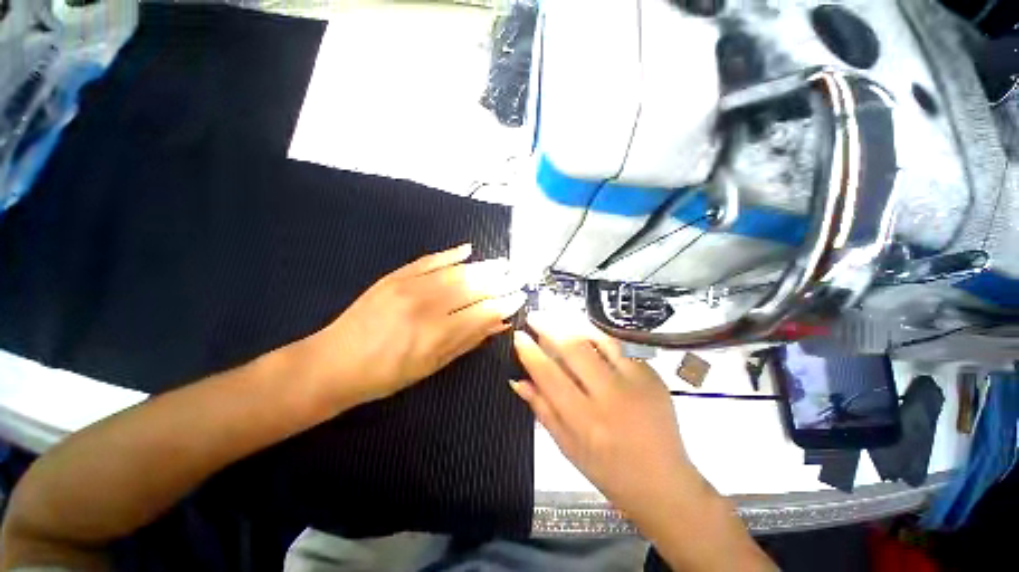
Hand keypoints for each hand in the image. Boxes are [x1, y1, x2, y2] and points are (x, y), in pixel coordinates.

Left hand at [301, 243, 524, 405]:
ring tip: (502, 263)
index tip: (520, 297)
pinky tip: (468, 249)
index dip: (505, 303)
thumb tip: (499, 324)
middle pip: (473, 287)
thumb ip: (468, 341)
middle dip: (500, 281)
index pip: (483, 311)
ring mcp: (409, 286)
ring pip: (456, 271)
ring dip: (483, 266)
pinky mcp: (395, 276)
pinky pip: (429, 260)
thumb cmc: (387, 374)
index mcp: (437, 334)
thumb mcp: (433, 366)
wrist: (334, 362)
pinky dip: (450, 254)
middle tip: (518, 275)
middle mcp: (427, 306)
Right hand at [511, 310, 708, 523]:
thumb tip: (517, 380)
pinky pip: (619, 345)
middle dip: (549, 326)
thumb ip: (542, 409)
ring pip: (598, 339)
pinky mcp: (652, 374)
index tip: (518, 335)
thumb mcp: (566, 446)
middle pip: (574, 348)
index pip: (549, 375)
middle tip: (535, 316)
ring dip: (572, 322)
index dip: (530, 351)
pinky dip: (597, 333)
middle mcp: (610, 397)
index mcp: (585, 420)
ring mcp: (636, 382)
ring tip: (556, 315)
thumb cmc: (607, 469)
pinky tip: (584, 329)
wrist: (663, 482)